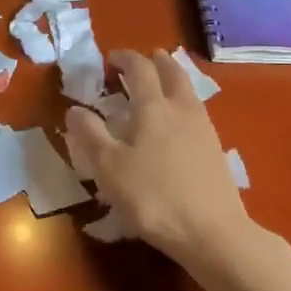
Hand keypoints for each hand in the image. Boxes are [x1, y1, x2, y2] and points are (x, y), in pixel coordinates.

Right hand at [64, 49, 251, 262]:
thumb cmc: (153, 197)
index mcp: (153, 107)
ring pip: (188, 90)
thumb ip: (90, 135)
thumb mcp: (109, 168)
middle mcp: (182, 108)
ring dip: (172, 79)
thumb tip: (75, 109)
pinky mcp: (216, 149)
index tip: (110, 59)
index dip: (124, 58)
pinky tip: (177, 122)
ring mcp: (204, 128)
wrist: (211, 231)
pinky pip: (196, 111)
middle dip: (155, 62)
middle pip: (172, 72)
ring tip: (160, 85)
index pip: (139, 69)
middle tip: (142, 61)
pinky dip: (183, 103)